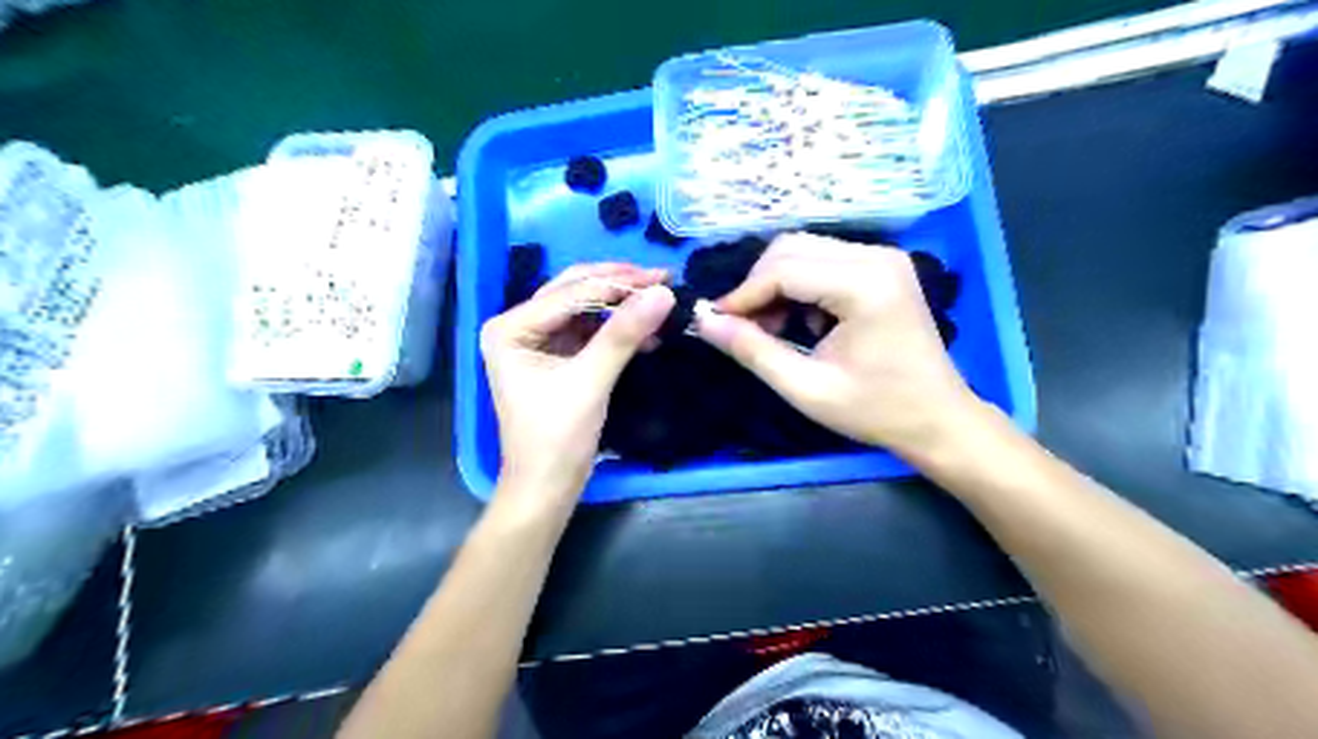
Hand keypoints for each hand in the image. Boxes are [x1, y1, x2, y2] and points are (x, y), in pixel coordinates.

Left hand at [479, 262, 671, 509]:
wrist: (547, 488)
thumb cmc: (557, 438)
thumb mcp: (590, 381)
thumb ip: (623, 334)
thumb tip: (663, 292)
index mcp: (510, 327)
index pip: (570, 294)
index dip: (617, 284)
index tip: (663, 278)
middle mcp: (518, 326)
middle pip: (574, 292)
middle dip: (618, 286)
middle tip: (661, 278)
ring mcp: (536, 341)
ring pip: (584, 309)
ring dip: (620, 307)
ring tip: (659, 301)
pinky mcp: (555, 358)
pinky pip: (589, 331)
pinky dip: (616, 329)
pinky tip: (646, 333)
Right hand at [693, 233, 981, 459]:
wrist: (938, 419)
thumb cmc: (876, 410)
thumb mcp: (806, 388)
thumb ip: (752, 351)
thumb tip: (703, 320)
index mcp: (865, 284)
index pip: (783, 270)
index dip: (742, 295)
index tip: (713, 323)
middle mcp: (876, 257)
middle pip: (790, 249)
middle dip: (757, 287)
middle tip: (745, 330)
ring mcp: (883, 257)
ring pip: (803, 250)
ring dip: (776, 286)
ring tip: (773, 331)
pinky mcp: (882, 267)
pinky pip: (823, 261)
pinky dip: (799, 286)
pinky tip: (802, 323)